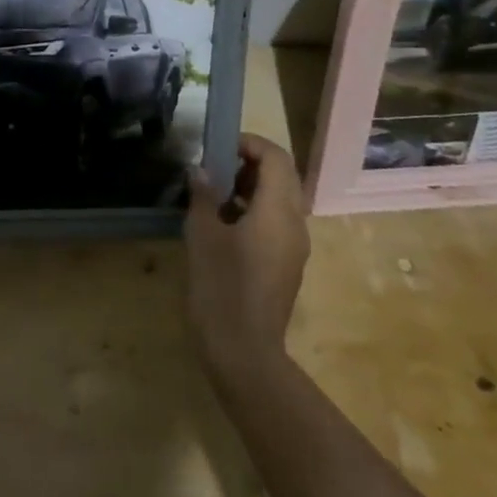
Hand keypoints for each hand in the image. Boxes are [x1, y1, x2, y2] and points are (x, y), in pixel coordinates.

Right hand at [185, 134, 308, 383]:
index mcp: (278, 210)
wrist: (244, 352)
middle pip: (282, 177)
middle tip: (214, 169)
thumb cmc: (221, 286)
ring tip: (213, 197)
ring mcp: (295, 248)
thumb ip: (203, 196)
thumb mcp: (202, 234)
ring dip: (251, 189)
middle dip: (249, 165)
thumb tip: (200, 171)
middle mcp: (295, 224)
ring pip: (280, 201)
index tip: (219, 148)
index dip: (250, 144)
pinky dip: (254, 212)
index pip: (276, 157)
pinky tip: (223, 227)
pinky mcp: (287, 267)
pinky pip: (277, 224)